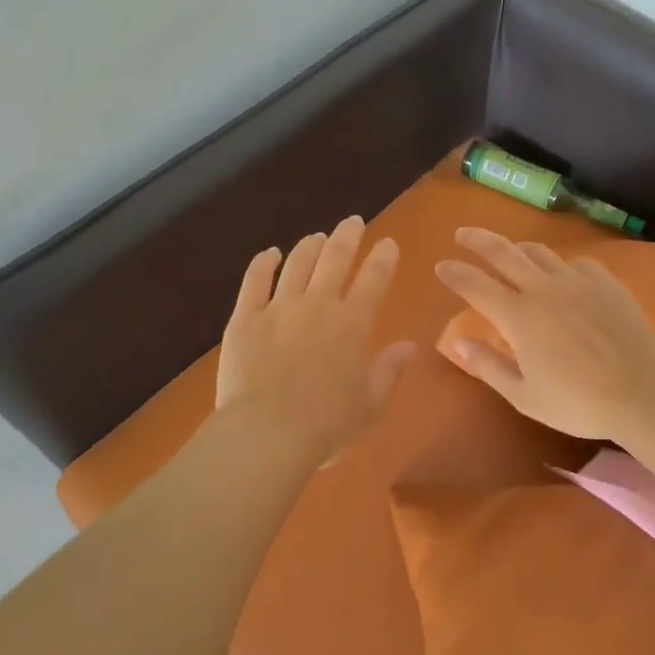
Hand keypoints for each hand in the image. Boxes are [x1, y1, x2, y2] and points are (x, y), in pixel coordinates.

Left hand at [216, 216, 415, 463]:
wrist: (268, 433)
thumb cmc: (327, 425)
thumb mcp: (370, 403)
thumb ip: (389, 370)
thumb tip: (408, 346)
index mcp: (353, 324)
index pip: (374, 280)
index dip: (383, 259)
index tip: (387, 244)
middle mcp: (319, 305)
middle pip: (335, 259)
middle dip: (347, 236)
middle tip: (353, 222)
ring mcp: (279, 308)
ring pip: (297, 263)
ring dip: (310, 246)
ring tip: (317, 237)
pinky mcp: (245, 318)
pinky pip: (255, 281)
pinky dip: (264, 263)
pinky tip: (270, 254)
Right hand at [434, 228, 654, 440]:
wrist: (642, 392)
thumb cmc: (578, 402)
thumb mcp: (524, 396)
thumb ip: (488, 366)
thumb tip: (457, 342)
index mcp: (518, 316)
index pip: (475, 285)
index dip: (454, 273)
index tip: (441, 266)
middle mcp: (543, 289)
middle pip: (503, 252)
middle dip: (477, 240)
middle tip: (462, 234)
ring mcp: (577, 281)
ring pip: (540, 252)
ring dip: (518, 249)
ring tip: (511, 252)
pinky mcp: (605, 283)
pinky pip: (577, 264)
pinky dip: (562, 267)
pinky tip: (564, 278)